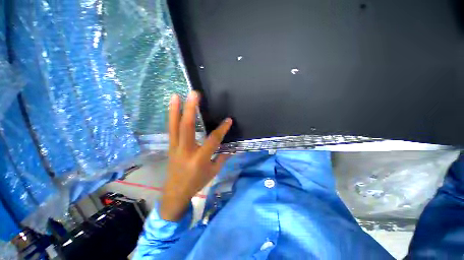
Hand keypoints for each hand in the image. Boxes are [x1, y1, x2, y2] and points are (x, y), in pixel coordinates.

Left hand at [159, 91, 231, 220]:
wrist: (176, 192)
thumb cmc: (197, 182)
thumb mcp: (214, 172)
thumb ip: (223, 158)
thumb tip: (231, 147)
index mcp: (200, 159)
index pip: (213, 140)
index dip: (222, 129)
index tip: (228, 120)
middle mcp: (186, 151)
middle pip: (187, 127)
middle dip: (190, 109)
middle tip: (194, 94)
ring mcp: (175, 148)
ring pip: (174, 126)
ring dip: (175, 110)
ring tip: (176, 95)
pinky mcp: (171, 146)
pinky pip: (171, 130)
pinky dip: (171, 117)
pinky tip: (173, 107)